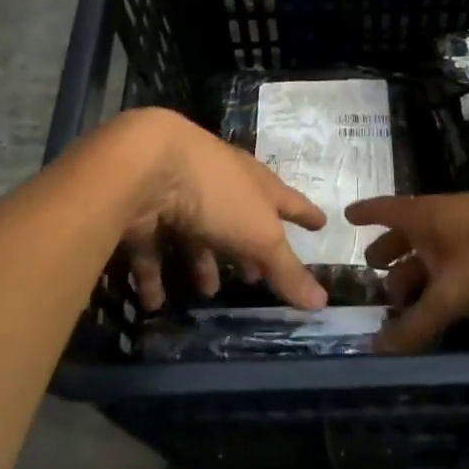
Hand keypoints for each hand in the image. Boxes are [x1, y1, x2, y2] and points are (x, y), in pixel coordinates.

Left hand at [115, 109, 328, 311]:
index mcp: (255, 183)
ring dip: (201, 263)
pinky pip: (154, 248)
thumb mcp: (260, 236)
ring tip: (208, 292)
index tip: (322, 223)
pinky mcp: (146, 212)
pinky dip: (154, 276)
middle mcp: (220, 186)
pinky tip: (154, 302)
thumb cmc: (218, 194)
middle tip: (254, 277)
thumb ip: (286, 270)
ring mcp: (180, 196)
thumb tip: (322, 303)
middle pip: (239, 219)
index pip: (288, 200)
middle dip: (247, 248)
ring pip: (196, 234)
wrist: (147, 165)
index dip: (305, 214)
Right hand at [345, 190, 468, 352]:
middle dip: (392, 253)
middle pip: (412, 235)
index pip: (387, 210)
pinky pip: (464, 272)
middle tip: (374, 275)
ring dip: (421, 275)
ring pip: (440, 256)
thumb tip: (375, 350)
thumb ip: (418, 322)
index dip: (366, 213)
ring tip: (405, 302)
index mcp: (428, 216)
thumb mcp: (455, 290)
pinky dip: (449, 288)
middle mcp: (449, 222)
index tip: (347, 217)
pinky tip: (449, 308)